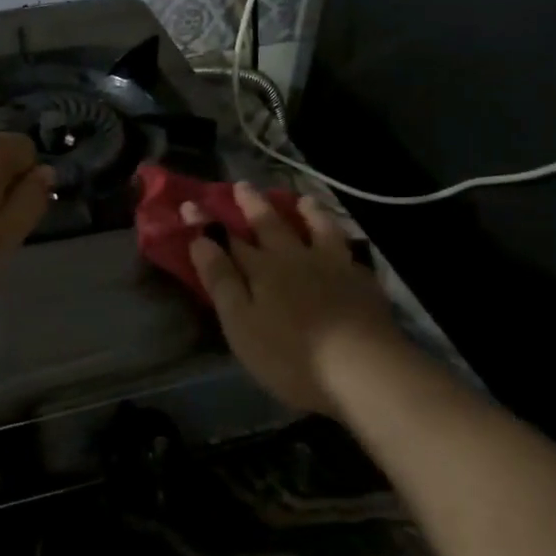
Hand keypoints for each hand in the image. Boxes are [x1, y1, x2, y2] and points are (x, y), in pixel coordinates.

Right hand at [186, 182, 404, 415]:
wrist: (364, 369)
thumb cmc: (291, 354)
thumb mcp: (241, 323)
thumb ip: (221, 280)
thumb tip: (199, 240)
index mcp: (262, 269)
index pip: (229, 239)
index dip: (209, 223)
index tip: (191, 204)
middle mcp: (296, 258)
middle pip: (272, 225)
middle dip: (253, 205)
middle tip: (243, 185)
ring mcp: (334, 267)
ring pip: (318, 229)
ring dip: (307, 213)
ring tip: (303, 200)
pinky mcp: (363, 284)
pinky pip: (348, 252)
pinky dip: (341, 242)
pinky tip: (344, 246)